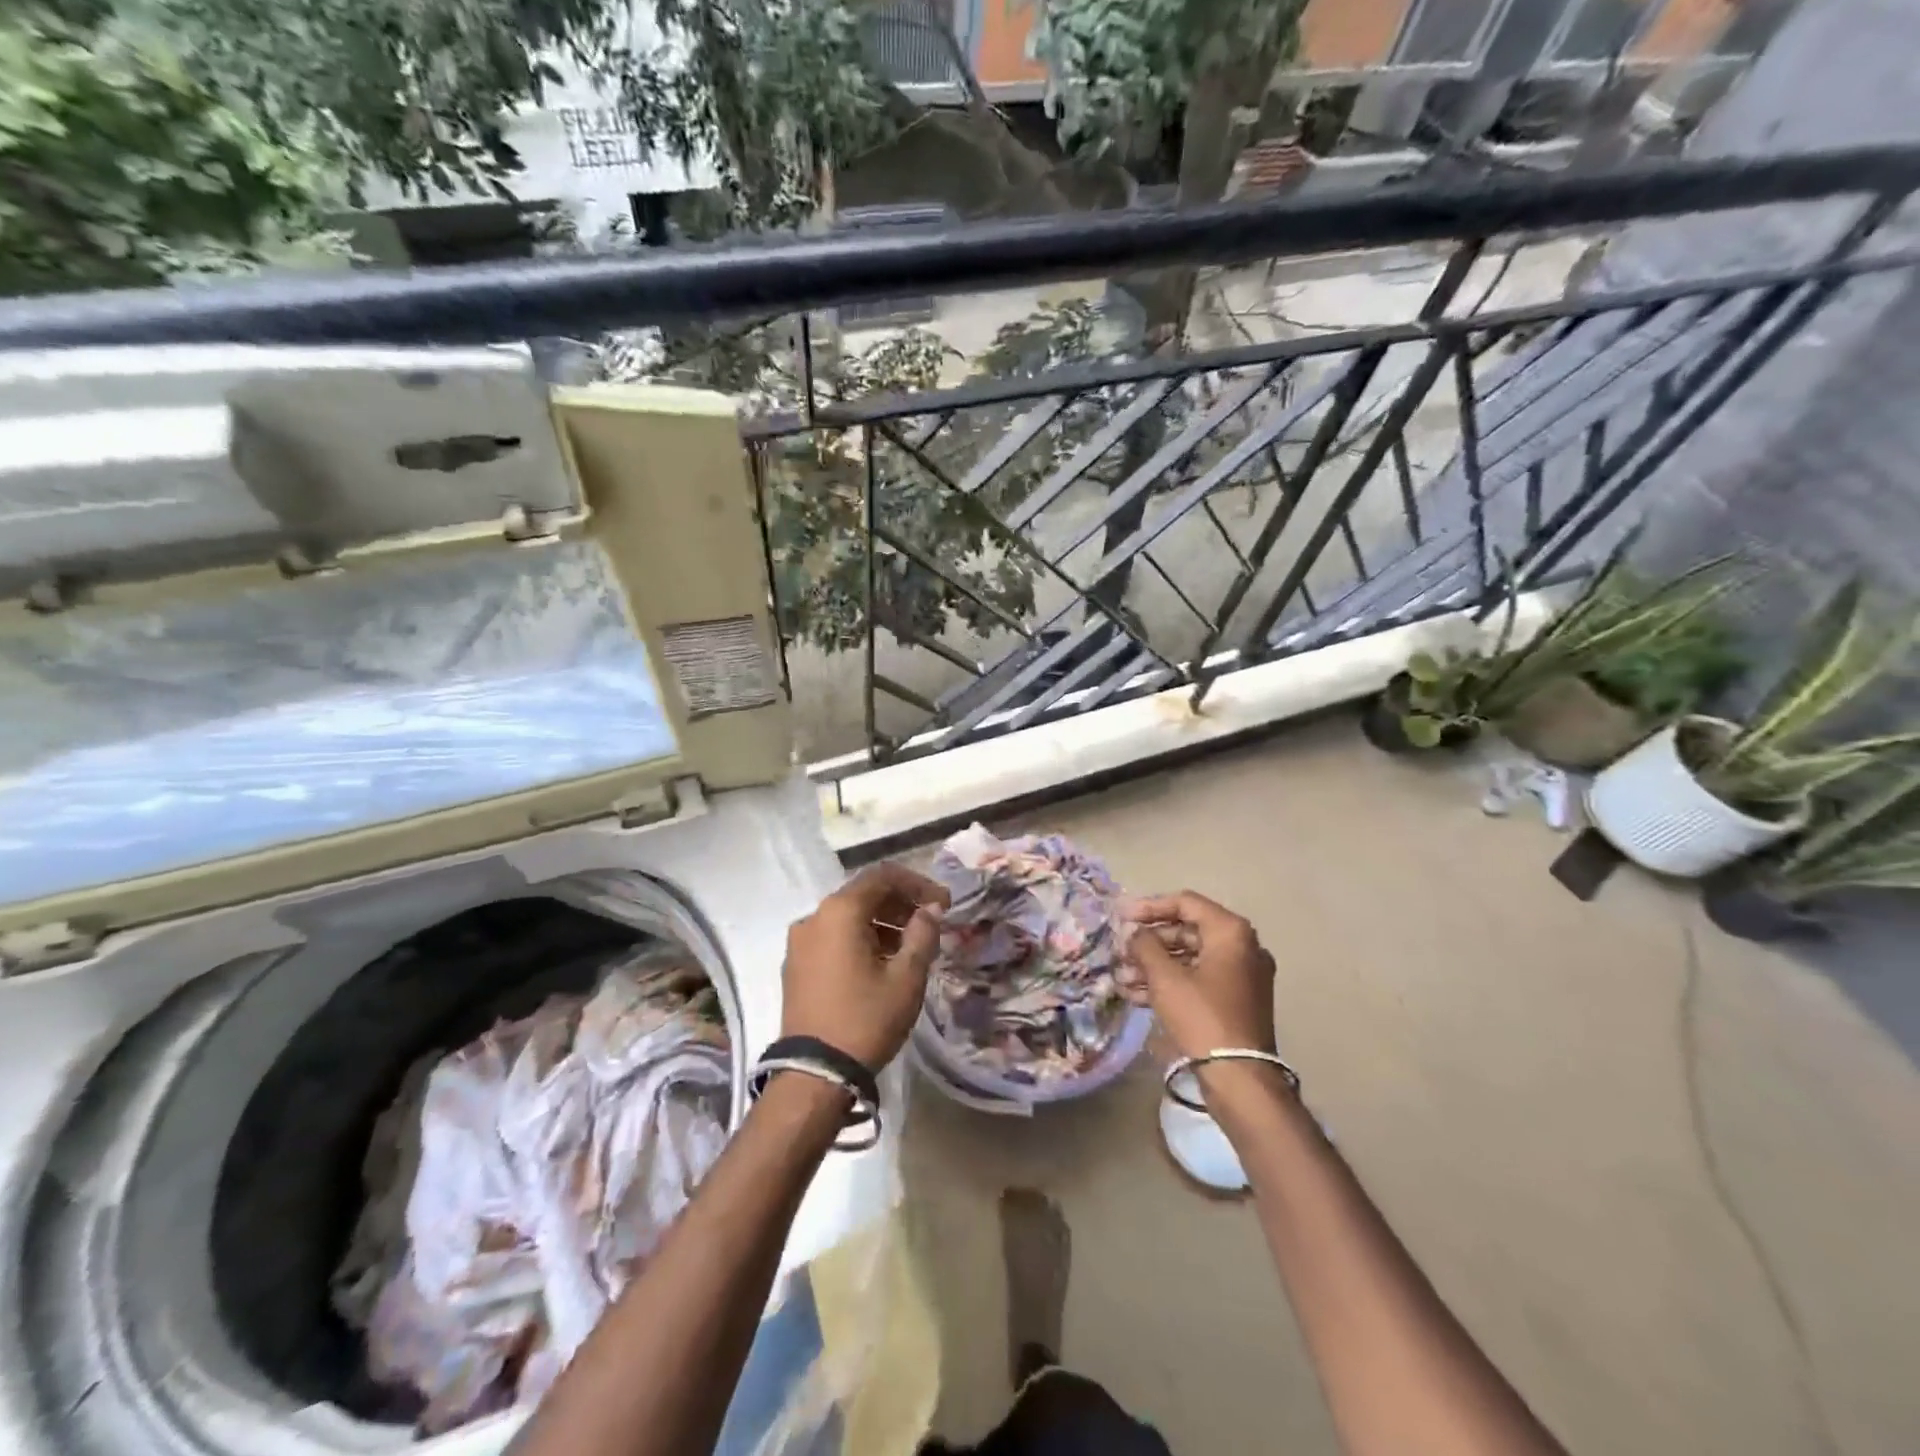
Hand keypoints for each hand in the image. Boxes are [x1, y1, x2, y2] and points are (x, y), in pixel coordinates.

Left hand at [781, 863, 950, 1069]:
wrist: (814, 1075)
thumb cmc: (866, 1019)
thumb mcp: (906, 977)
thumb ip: (922, 934)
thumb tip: (930, 909)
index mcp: (839, 911)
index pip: (883, 876)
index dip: (917, 883)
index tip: (943, 903)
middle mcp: (814, 917)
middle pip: (863, 894)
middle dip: (900, 903)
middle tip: (931, 923)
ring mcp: (800, 942)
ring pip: (847, 917)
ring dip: (882, 922)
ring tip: (911, 947)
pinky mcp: (796, 965)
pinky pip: (833, 937)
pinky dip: (860, 938)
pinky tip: (882, 963)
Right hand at [1127, 891, 1275, 1060]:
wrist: (1239, 1078)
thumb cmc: (1202, 1017)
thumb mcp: (1165, 978)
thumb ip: (1145, 946)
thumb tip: (1135, 933)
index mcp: (1231, 932)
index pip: (1185, 903)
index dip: (1150, 907)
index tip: (1122, 917)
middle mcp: (1243, 947)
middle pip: (1188, 930)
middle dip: (1150, 942)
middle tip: (1121, 951)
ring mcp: (1242, 976)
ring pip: (1191, 958)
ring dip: (1155, 965)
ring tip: (1123, 977)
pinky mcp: (1236, 1001)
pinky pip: (1199, 980)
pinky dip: (1171, 983)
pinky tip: (1137, 995)